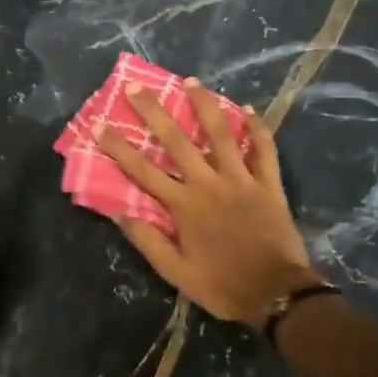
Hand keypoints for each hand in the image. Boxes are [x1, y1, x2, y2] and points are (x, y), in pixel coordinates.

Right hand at [98, 83, 322, 327]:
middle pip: (177, 141)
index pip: (143, 170)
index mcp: (183, 205)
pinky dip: (257, 129)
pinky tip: (248, 111)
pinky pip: (264, 150)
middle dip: (154, 112)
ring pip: (221, 134)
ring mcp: (241, 180)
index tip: (100, 126)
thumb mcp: (175, 272)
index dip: (119, 148)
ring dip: (205, 105)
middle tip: (137, 87)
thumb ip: (147, 240)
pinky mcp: (269, 184)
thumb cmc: (222, 285)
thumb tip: (118, 212)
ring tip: (191, 81)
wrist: (277, 295)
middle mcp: (209, 183)